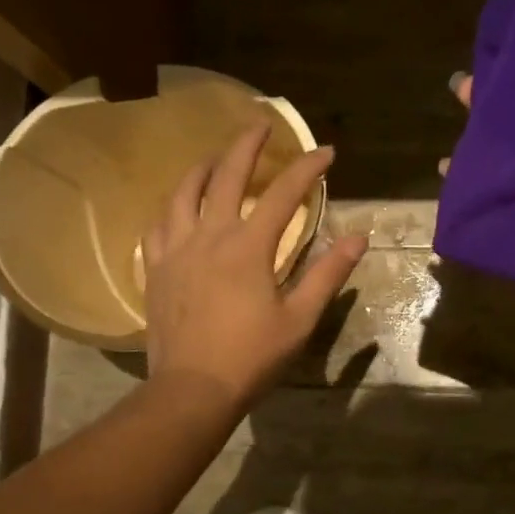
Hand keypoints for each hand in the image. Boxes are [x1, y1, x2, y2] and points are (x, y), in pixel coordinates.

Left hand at [142, 125, 368, 408]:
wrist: (192, 389)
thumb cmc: (251, 357)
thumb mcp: (299, 319)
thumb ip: (327, 275)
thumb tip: (358, 238)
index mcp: (248, 247)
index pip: (283, 194)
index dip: (307, 169)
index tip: (327, 153)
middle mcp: (208, 236)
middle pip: (225, 176)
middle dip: (246, 145)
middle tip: (261, 124)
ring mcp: (175, 250)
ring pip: (183, 193)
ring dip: (202, 168)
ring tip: (214, 158)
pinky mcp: (156, 269)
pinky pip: (158, 224)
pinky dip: (171, 207)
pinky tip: (177, 208)